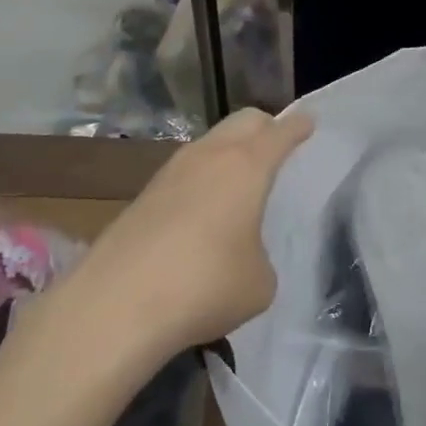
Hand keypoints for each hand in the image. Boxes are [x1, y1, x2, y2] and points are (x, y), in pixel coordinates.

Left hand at [75, 108, 314, 356]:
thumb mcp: (259, 282)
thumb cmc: (205, 285)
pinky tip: (203, 212)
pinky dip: (202, 179)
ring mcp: (171, 171)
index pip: (280, 133)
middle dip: (264, 127)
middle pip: (243, 121)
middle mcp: (209, 156)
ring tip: (240, 182)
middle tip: (277, 147)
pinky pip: (185, 171)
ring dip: (229, 152)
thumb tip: (244, 255)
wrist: (117, 304)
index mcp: (247, 166)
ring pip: (210, 143)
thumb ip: (261, 257)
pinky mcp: (144, 194)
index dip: (298, 127)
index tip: (308, 123)